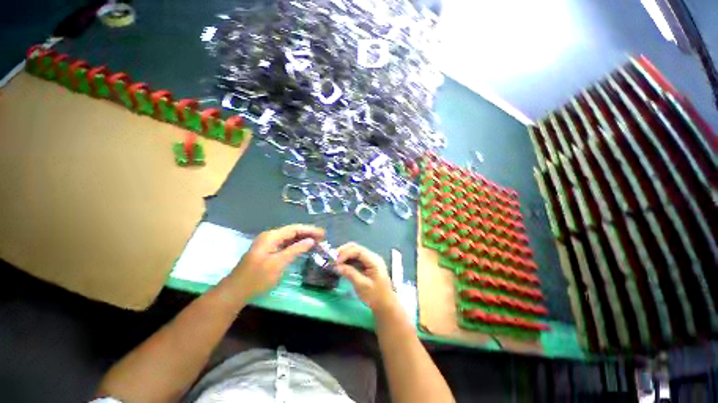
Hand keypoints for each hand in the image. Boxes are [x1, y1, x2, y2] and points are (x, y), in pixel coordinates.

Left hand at [230, 224, 323, 298]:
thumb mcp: (278, 264)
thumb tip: (311, 240)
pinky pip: (286, 245)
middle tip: (323, 237)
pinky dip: (296, 245)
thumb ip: (296, 250)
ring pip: (290, 238)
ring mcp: (268, 244)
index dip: (310, 230)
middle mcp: (270, 237)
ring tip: (317, 241)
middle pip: (293, 231)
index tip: (323, 233)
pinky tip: (305, 247)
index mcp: (271, 236)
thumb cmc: (257, 278)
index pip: (294, 229)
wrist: (235, 292)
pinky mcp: (268, 251)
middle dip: (308, 233)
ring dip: (303, 239)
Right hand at [336, 242, 398, 315]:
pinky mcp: (368, 264)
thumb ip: (350, 273)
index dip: (345, 253)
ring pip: (355, 251)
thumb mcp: (361, 285)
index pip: (358, 251)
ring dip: (345, 255)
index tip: (335, 261)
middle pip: (356, 248)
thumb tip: (337, 266)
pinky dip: (348, 259)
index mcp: (374, 261)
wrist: (386, 305)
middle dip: (344, 251)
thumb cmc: (375, 296)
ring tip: (334, 261)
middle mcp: (373, 257)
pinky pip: (356, 257)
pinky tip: (341, 264)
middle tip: (332, 259)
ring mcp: (371, 260)